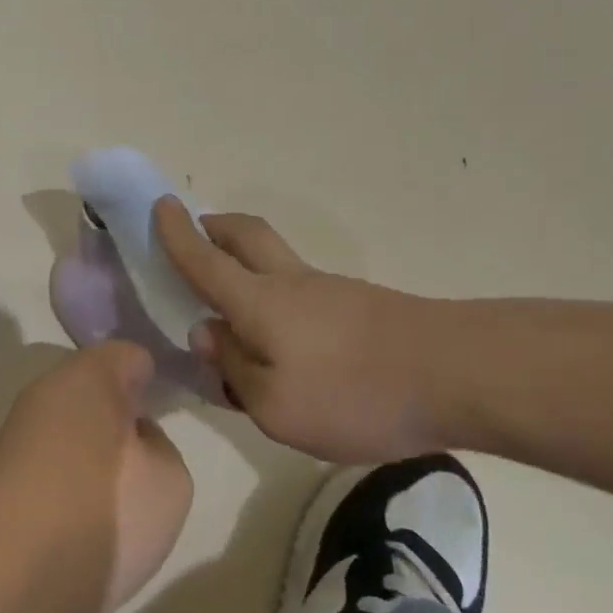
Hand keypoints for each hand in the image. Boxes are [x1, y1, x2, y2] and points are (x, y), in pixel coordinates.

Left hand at [0, 341, 193, 612]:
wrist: (15, 584)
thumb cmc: (106, 516)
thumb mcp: (171, 480)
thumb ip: (161, 444)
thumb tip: (133, 440)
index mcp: (91, 374)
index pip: (131, 357)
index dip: (154, 381)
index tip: (167, 413)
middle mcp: (48, 388)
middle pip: (95, 387)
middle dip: (120, 413)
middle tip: (145, 456)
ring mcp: (18, 429)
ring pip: (70, 422)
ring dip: (93, 445)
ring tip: (115, 493)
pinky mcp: (0, 470)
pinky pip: (49, 456)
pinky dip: (67, 474)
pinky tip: (81, 514)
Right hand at [156, 199, 444, 462]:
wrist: (453, 374)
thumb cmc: (353, 394)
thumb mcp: (276, 407)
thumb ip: (234, 370)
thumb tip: (207, 333)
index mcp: (259, 302)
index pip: (205, 261)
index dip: (177, 234)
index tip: (159, 205)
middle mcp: (289, 283)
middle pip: (246, 235)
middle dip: (216, 227)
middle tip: (198, 230)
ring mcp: (328, 290)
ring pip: (275, 261)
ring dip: (246, 261)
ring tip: (233, 304)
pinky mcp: (358, 306)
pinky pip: (300, 289)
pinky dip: (276, 294)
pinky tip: (284, 339)